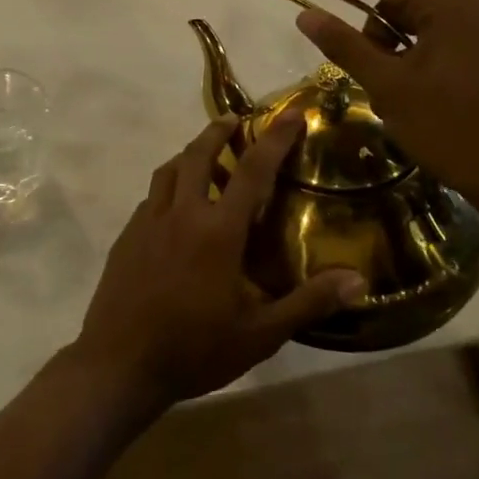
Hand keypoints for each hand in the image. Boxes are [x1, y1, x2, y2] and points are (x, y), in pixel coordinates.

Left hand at [71, 115, 366, 410]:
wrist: (120, 363)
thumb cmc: (195, 349)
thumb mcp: (260, 334)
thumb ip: (308, 302)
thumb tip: (358, 280)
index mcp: (217, 230)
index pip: (252, 170)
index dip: (274, 139)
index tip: (290, 114)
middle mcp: (181, 213)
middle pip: (198, 154)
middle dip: (218, 130)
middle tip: (235, 121)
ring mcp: (147, 222)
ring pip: (169, 170)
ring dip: (190, 154)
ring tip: (207, 158)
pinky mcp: (127, 235)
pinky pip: (151, 197)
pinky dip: (169, 187)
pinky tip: (177, 209)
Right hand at [294, 0, 478, 215]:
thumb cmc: (450, 127)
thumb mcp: (388, 86)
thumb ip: (345, 45)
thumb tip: (306, 14)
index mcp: (450, 6)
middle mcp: (471, 7)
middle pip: (400, 0)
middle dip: (371, 30)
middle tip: (359, 69)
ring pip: (415, 22)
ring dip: (390, 48)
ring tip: (388, 91)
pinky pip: (435, 38)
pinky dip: (411, 56)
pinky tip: (407, 91)